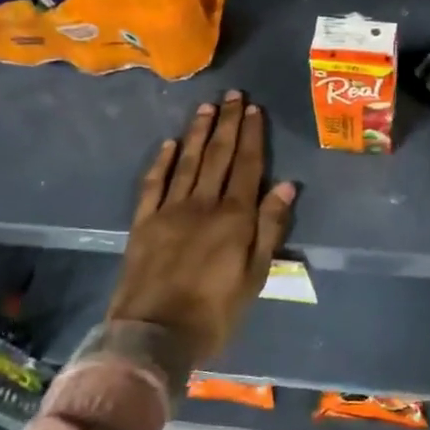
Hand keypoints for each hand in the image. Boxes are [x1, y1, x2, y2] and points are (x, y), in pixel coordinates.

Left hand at [107, 92, 295, 361]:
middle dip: (227, 124)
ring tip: (206, 108)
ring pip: (187, 162)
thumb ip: (269, 228)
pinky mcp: (143, 222)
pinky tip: (169, 144)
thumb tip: (286, 186)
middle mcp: (202, 204)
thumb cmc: (216, 312)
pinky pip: (153, 184)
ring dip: (197, 133)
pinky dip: (161, 162)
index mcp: (234, 217)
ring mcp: (169, 211)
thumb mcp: (255, 276)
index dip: (252, 136)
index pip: (247, 167)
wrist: (155, 334)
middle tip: (233, 95)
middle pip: (218, 157)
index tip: (254, 109)